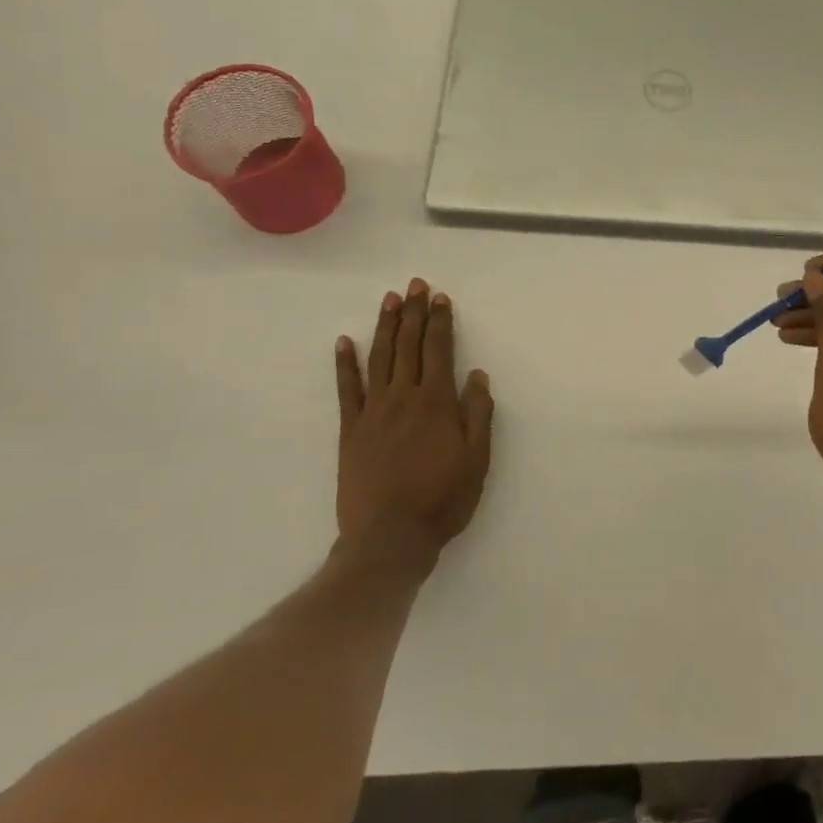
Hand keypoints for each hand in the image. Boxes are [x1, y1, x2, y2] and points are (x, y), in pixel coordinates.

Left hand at [333, 280, 493, 582]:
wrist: (389, 537)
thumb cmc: (443, 499)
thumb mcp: (477, 459)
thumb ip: (478, 414)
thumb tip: (477, 374)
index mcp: (437, 403)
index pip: (439, 350)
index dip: (440, 322)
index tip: (441, 297)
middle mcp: (404, 398)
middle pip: (408, 346)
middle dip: (414, 313)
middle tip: (415, 285)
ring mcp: (373, 412)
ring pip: (379, 358)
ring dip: (385, 326)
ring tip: (390, 300)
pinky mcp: (351, 430)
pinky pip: (347, 389)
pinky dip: (345, 364)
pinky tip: (344, 342)